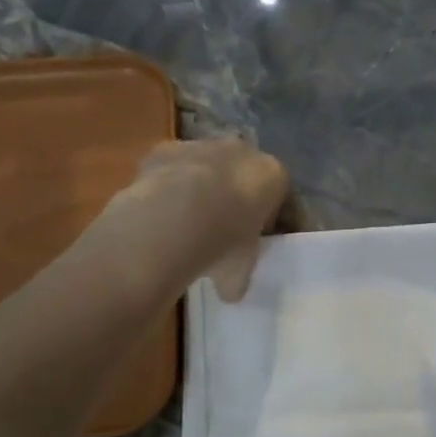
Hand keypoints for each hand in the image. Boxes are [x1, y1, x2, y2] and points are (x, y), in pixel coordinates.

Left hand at [106, 138, 288, 300]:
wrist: (172, 219)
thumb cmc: (223, 244)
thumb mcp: (240, 270)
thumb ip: (239, 276)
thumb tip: (230, 291)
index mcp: (272, 175)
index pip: (277, 193)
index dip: (264, 216)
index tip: (251, 238)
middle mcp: (240, 151)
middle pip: (240, 172)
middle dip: (232, 195)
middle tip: (218, 228)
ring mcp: (200, 145)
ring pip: (204, 166)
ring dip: (198, 187)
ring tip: (183, 223)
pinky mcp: (164, 149)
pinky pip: (170, 168)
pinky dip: (166, 185)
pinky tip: (158, 213)